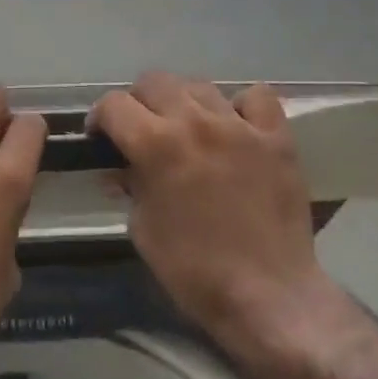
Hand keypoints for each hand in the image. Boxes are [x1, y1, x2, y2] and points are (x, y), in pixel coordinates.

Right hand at [91, 73, 328, 343]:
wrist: (268, 296)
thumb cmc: (193, 270)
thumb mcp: (142, 228)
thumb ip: (130, 185)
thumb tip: (122, 168)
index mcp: (156, 145)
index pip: (114, 104)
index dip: (100, 119)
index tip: (101, 138)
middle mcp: (195, 122)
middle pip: (154, 81)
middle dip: (139, 103)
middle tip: (142, 131)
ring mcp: (239, 126)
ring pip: (199, 85)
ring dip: (184, 103)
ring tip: (188, 130)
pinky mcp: (276, 137)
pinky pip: (256, 97)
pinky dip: (241, 107)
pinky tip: (236, 128)